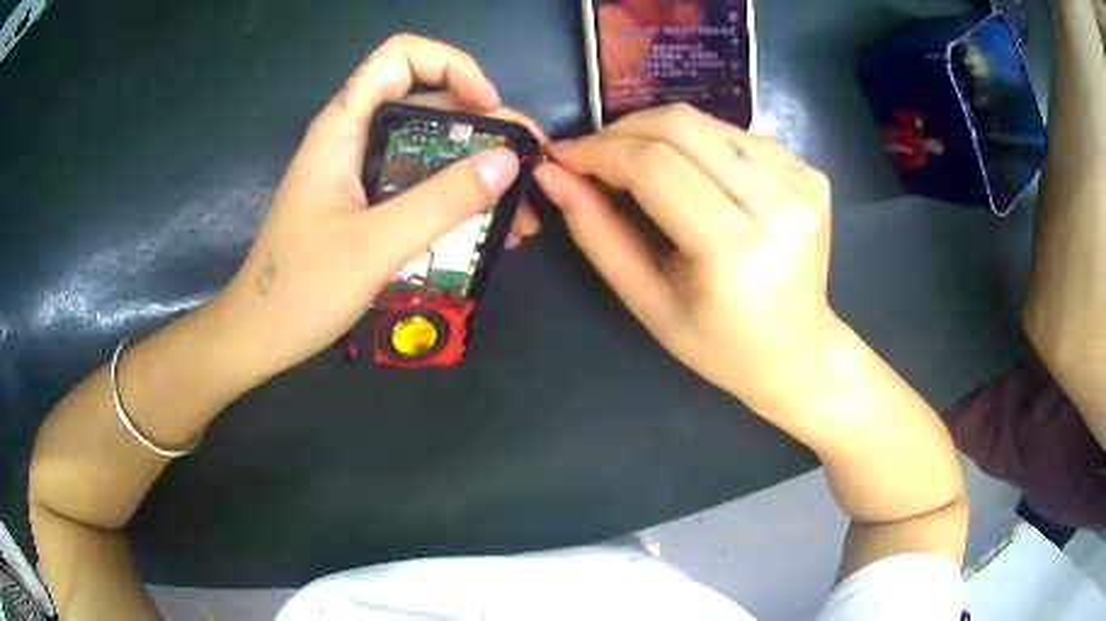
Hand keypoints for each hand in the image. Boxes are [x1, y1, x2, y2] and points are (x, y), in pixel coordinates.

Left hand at [208, 34, 544, 381]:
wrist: (260, 336)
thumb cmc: (300, 291)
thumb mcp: (375, 246)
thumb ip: (441, 202)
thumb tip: (508, 162)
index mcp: (343, 127)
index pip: (401, 57)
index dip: (452, 65)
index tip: (489, 106)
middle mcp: (353, 137)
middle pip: (427, 102)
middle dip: (485, 126)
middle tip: (530, 165)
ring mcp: (359, 171)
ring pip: (429, 146)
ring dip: (478, 169)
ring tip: (521, 212)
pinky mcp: (364, 202)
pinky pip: (419, 183)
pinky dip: (456, 198)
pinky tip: (489, 230)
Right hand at [535, 104, 839, 412]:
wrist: (797, 351)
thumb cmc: (719, 344)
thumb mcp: (647, 303)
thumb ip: (597, 234)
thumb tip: (553, 175)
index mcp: (735, 250)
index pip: (655, 167)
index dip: (599, 151)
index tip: (564, 156)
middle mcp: (778, 204)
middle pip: (683, 126)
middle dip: (623, 130)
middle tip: (595, 154)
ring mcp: (802, 183)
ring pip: (709, 122)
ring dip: (658, 133)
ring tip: (637, 164)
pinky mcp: (812, 173)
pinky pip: (738, 135)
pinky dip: (699, 143)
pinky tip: (691, 172)